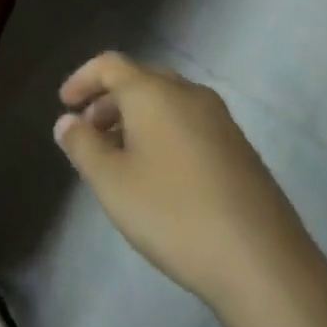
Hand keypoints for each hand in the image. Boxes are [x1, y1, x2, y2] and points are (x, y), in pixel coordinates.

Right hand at [54, 52, 324, 309]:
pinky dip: (163, 133)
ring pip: (168, 102)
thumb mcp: (111, 182)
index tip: (64, 104)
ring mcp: (221, 120)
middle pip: (141, 79)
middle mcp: (189, 94)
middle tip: (88, 131)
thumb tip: (67, 121)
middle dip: (109, 100)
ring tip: (118, 157)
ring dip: (136, 118)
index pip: (110, 64)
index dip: (82, 79)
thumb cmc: (172, 213)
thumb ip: (82, 145)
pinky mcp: (240, 148)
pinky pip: (189, 124)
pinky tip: (157, 174)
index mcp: (155, 92)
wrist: (262, 261)